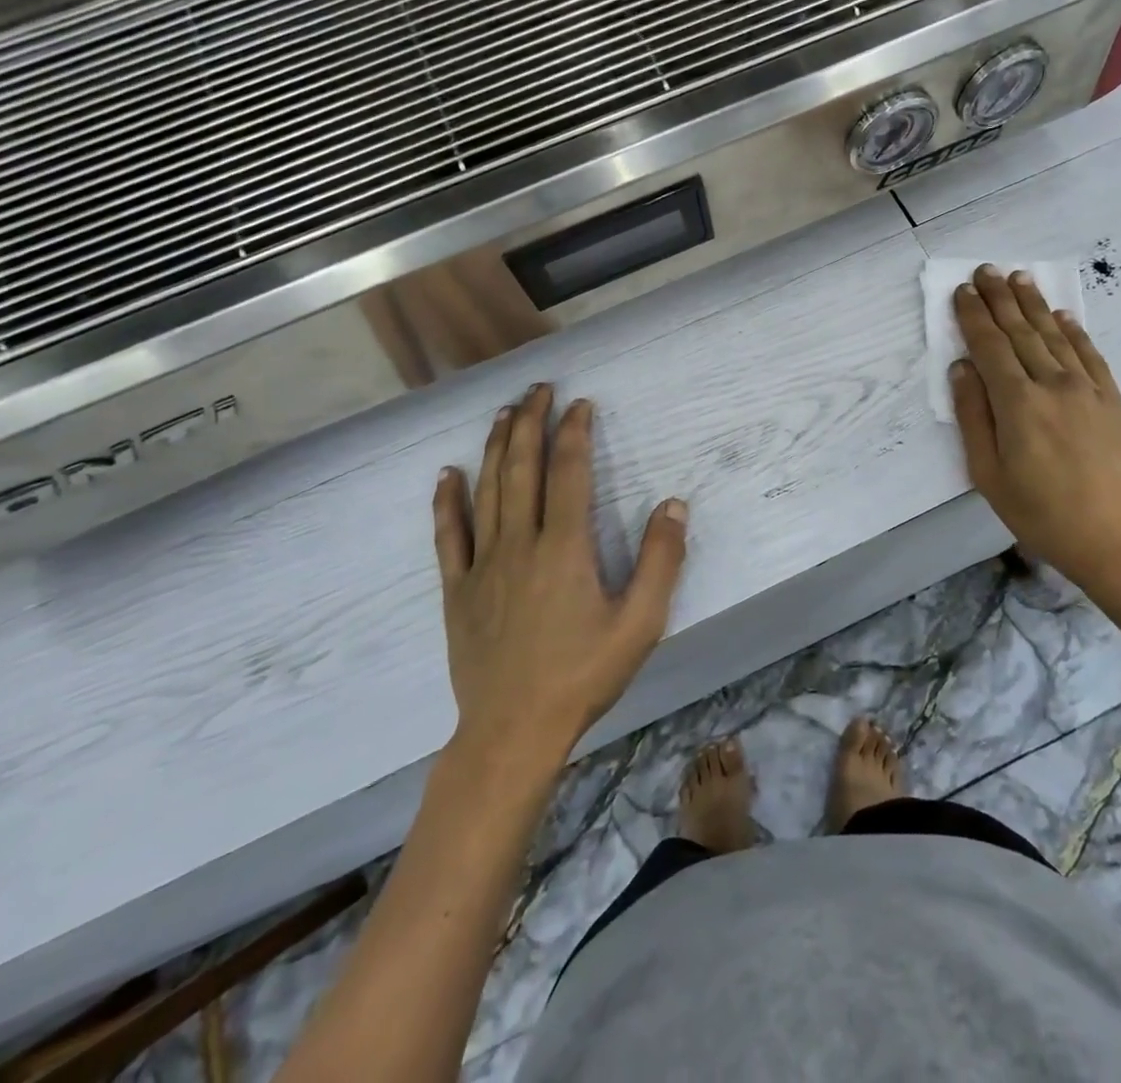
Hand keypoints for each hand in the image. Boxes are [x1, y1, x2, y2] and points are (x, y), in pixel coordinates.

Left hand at [433, 385, 687, 765]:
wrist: (513, 731)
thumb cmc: (583, 676)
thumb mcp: (640, 624)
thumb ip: (661, 561)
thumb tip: (673, 504)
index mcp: (565, 547)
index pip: (569, 472)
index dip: (574, 432)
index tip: (581, 403)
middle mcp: (520, 543)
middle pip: (522, 468)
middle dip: (530, 423)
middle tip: (537, 389)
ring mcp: (483, 565)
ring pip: (487, 491)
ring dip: (494, 447)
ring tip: (503, 413)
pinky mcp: (458, 589)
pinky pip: (449, 535)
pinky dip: (447, 501)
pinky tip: (447, 474)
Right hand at [950, 265, 1120, 609]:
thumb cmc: (1044, 515)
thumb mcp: (990, 476)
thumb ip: (974, 418)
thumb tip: (962, 369)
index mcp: (1018, 404)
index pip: (990, 347)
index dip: (974, 317)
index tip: (963, 291)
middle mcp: (1053, 385)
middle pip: (1021, 332)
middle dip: (1000, 299)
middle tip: (986, 270)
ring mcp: (1088, 390)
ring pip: (1054, 336)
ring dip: (1034, 305)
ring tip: (1018, 278)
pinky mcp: (1114, 400)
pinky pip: (1090, 355)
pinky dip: (1074, 331)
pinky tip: (1063, 316)